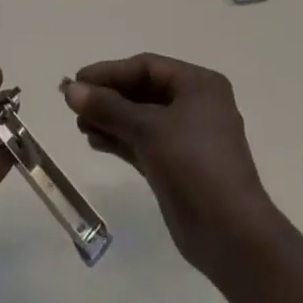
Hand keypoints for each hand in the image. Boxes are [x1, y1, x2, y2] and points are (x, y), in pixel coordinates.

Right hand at [64, 54, 275, 275]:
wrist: (231, 235)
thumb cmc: (194, 165)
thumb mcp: (149, 129)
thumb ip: (108, 108)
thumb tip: (71, 90)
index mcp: (199, 84)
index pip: (147, 67)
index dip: (110, 72)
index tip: (78, 80)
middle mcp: (195, 105)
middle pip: (143, 91)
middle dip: (109, 96)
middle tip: (74, 103)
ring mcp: (187, 138)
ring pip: (141, 118)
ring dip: (111, 119)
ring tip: (80, 124)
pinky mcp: (177, 166)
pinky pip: (143, 142)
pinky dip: (120, 139)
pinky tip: (94, 140)